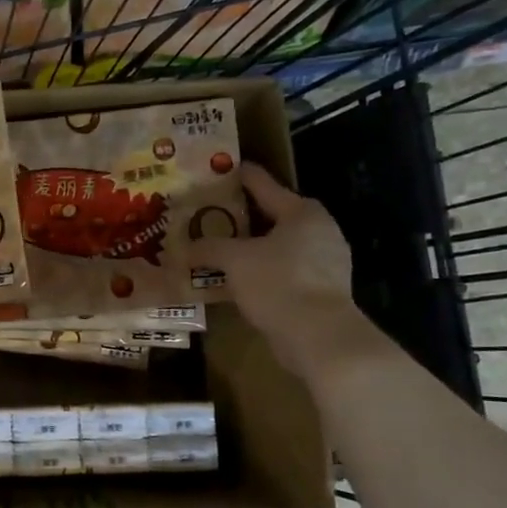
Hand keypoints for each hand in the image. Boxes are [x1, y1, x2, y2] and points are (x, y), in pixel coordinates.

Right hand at [189, 162, 367, 377]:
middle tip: (207, 216)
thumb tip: (182, 248)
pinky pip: (281, 271)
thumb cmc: (279, 283)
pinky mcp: (321, 290)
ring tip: (217, 249)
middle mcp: (319, 230)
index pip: (263, 184)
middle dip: (239, 218)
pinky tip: (235, 280)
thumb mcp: (235, 260)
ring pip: (276, 246)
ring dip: (249, 248)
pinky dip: (259, 272)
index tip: (216, 170)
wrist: (319, 337)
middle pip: (271, 216)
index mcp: (302, 211)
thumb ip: (207, 248)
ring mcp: (324, 262)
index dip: (238, 176)